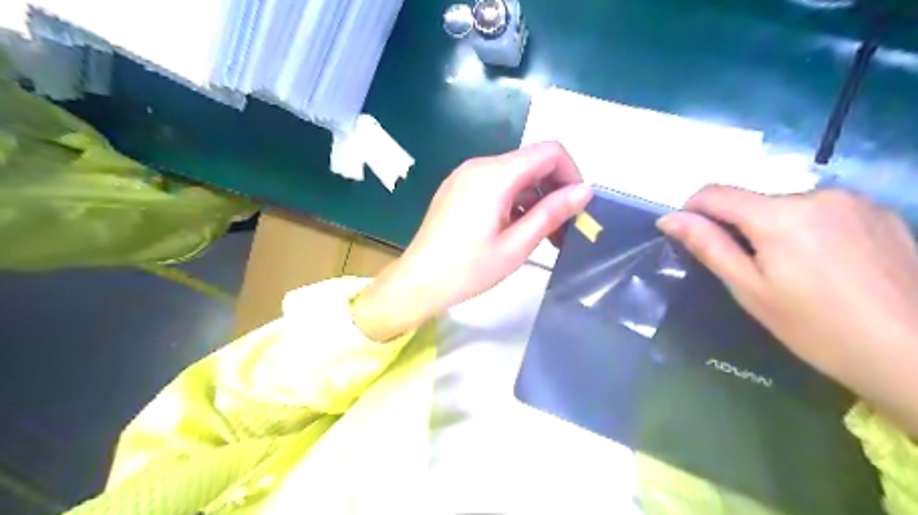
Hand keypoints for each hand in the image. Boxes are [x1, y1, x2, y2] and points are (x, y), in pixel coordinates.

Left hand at [349, 142, 592, 340]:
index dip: (571, 173)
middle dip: (554, 190)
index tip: (577, 207)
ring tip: (543, 236)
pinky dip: (514, 201)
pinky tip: (516, 229)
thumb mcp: (517, 245)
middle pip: (531, 162)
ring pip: (515, 175)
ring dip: (535, 199)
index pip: (549, 151)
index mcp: (495, 175)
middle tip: (564, 229)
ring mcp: (465, 175)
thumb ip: (552, 213)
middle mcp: (479, 165)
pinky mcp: (458, 188)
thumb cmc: (468, 269)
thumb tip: (585, 190)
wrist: (418, 282)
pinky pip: (496, 184)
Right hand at [655, 188, 917, 432]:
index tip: (691, 236)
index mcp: (779, 215)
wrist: (915, 355)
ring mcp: (855, 201)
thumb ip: (708, 246)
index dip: (693, 210)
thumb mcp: (750, 289)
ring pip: (789, 206)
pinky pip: (824, 211)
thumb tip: (669, 218)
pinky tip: (830, 265)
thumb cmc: (816, 327)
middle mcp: (817, 194)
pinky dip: (810, 229)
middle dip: (741, 227)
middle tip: (753, 271)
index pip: (715, 193)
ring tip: (796, 271)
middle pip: (755, 201)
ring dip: (776, 228)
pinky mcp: (882, 212)